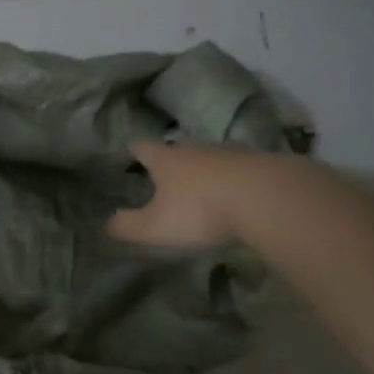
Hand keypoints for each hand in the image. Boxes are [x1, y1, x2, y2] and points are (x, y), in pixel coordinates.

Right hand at [108, 141, 281, 250]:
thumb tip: (106, 223)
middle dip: (167, 160)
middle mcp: (194, 149)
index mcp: (166, 159)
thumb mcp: (156, 227)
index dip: (132, 151)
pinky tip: (231, 193)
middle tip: (161, 173)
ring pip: (206, 157)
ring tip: (196, 185)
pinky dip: (228, 179)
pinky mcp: (256, 165)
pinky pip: (235, 168)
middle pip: (176, 148)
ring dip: (200, 169)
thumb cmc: (201, 210)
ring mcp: (228, 153)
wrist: (267, 197)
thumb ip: (128, 226)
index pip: (142, 147)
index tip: (127, 154)